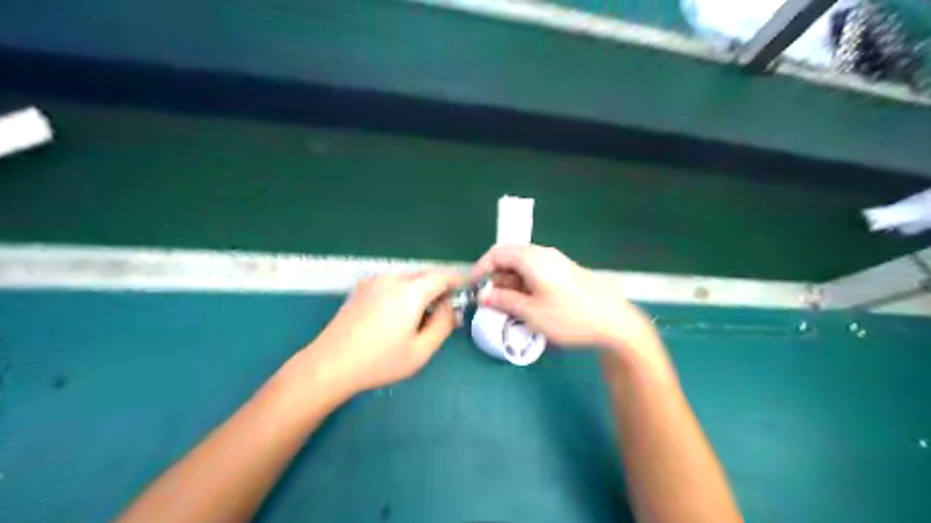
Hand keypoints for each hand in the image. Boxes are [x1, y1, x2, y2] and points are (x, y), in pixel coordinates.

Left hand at [296, 273, 458, 396]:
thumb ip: (443, 325)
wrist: (329, 364)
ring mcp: (374, 281)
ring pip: (407, 280)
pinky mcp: (361, 288)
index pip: (442, 276)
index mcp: (410, 292)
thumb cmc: (379, 361)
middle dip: (439, 289)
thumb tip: (450, 307)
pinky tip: (397, 316)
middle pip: (424, 276)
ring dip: (420, 292)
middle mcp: (392, 279)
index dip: (457, 281)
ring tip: (421, 318)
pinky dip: (403, 293)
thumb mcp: (420, 350)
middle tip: (445, 312)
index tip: (467, 289)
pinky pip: (392, 284)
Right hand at [474, 242, 661, 352]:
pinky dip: (524, 283)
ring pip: (522, 265)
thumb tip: (483, 296)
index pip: (497, 252)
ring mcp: (556, 261)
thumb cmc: (569, 317)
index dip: (481, 268)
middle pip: (510, 256)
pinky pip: (536, 270)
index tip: (475, 288)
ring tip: (506, 304)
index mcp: (532, 258)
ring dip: (509, 281)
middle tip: (489, 299)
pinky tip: (526, 302)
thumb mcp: (531, 313)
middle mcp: (543, 253)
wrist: (613, 322)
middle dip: (495, 276)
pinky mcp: (564, 271)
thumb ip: (503, 300)